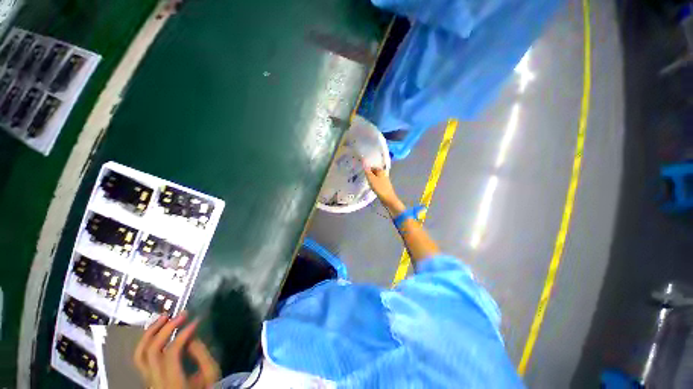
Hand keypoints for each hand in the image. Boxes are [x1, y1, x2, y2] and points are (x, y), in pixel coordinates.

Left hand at [134, 313, 220, 388]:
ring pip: (140, 354)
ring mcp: (148, 380)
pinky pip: (142, 357)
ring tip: (164, 317)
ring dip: (151, 333)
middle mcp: (155, 381)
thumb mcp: (210, 373)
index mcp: (172, 382)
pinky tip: (158, 331)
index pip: (171, 353)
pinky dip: (148, 341)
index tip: (195, 321)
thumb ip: (201, 354)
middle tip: (180, 314)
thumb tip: (191, 335)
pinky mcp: (148, 377)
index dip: (182, 334)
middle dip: (165, 329)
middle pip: (151, 351)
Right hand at [363, 163, 404, 215]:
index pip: (373, 167)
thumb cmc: (379, 188)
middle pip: (375, 172)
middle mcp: (384, 174)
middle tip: (364, 177)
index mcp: (381, 171)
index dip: (367, 169)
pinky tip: (372, 187)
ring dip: (372, 179)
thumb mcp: (371, 179)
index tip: (362, 172)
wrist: (388, 198)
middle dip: (369, 174)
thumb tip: (365, 166)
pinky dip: (374, 183)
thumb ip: (368, 172)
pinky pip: (378, 182)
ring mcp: (385, 180)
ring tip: (367, 182)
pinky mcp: (385, 186)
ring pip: (376, 177)